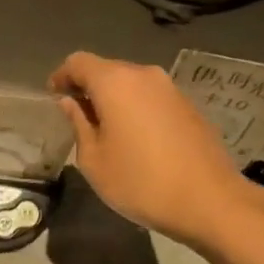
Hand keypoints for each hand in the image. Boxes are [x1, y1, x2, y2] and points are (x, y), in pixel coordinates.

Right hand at [48, 52, 254, 244]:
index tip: (54, 96)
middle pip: (107, 69)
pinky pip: (151, 97)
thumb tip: (71, 103)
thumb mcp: (95, 160)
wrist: (210, 201)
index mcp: (115, 82)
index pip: (78, 62)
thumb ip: (79, 124)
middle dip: (88, 87)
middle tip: (77, 115)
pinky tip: (136, 137)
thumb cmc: (141, 182)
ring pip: (131, 83)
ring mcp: (170, 89)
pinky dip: (136, 107)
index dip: (62, 75)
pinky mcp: (188, 106)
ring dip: (114, 98)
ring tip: (106, 129)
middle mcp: (144, 75)